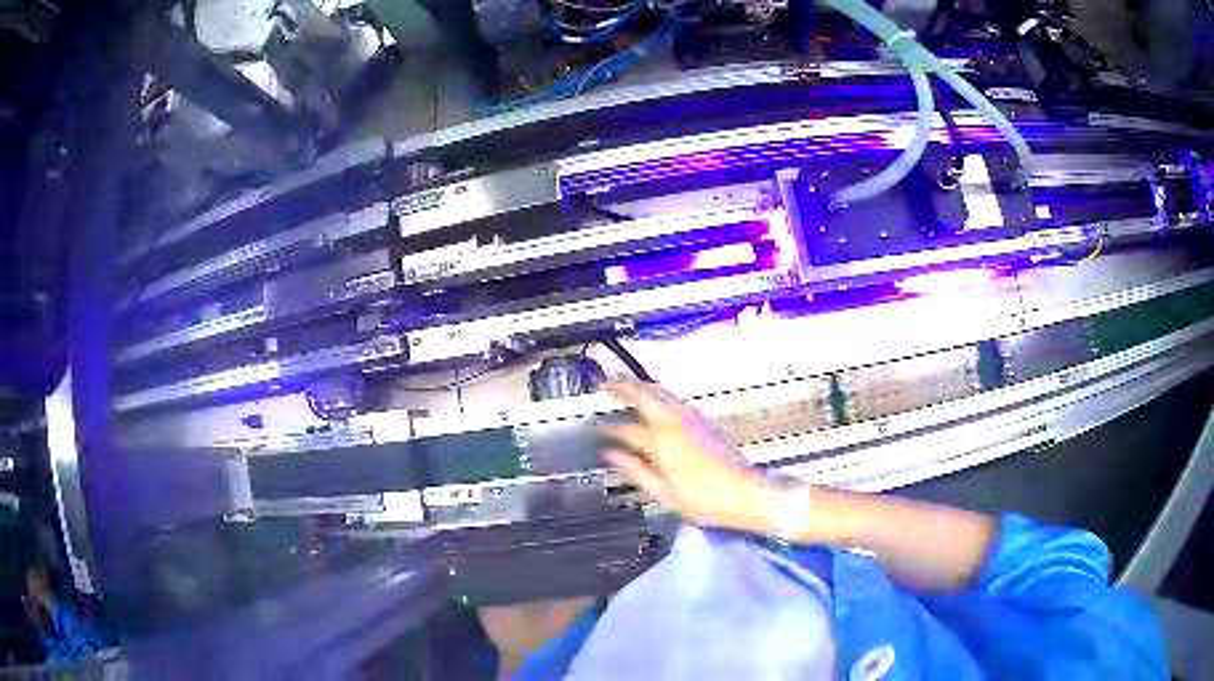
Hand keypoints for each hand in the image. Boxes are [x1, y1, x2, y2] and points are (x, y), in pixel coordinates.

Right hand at [600, 380, 774, 531]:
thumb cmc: (706, 500)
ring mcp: (693, 420)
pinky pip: (675, 399)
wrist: (746, 494)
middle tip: (607, 382)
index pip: (627, 430)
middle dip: (624, 386)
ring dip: (643, 386)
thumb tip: (613, 457)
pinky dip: (660, 394)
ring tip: (628, 384)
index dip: (609, 430)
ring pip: (663, 392)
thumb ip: (635, 472)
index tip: (599, 430)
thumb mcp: (663, 494)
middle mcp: (677, 424)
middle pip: (646, 395)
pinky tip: (657, 401)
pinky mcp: (705, 422)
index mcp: (663, 442)